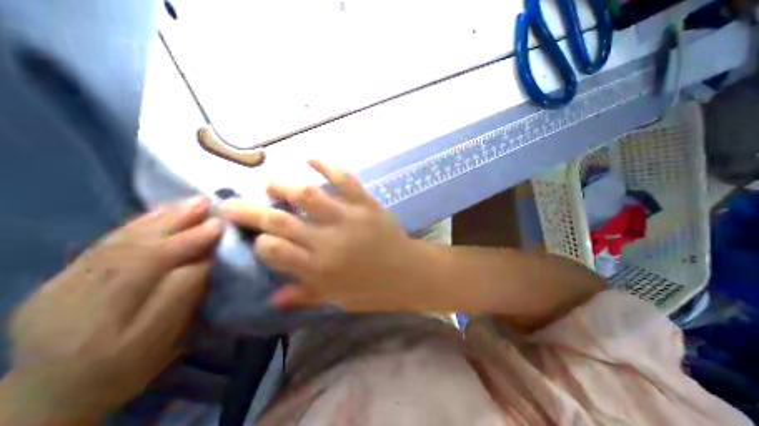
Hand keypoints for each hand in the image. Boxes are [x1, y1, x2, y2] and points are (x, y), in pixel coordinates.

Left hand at [1, 196, 222, 425]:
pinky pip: (103, 244)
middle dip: (176, 224)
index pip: (154, 273)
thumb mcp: (167, 342)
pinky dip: (136, 224)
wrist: (51, 395)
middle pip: (134, 252)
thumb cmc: (127, 368)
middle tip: (207, 204)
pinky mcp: (56, 281)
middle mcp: (75, 305)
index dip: (188, 246)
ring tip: (190, 202)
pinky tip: (159, 212)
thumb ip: (183, 298)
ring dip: (159, 218)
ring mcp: (58, 290)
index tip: (219, 228)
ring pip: (118, 243)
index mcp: (109, 329)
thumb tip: (204, 260)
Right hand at [220, 157, 424, 309]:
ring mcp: (348, 217)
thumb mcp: (337, 299)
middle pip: (280, 220)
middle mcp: (327, 240)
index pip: (273, 250)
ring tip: (271, 185)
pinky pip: (345, 180)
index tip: (257, 237)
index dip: (259, 242)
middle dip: (249, 210)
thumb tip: (272, 298)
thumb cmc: (373, 290)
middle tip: (232, 203)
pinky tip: (311, 159)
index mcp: (318, 268)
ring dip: (283, 186)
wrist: (408, 272)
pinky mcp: (366, 204)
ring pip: (307, 195)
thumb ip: (305, 295)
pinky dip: (327, 166)